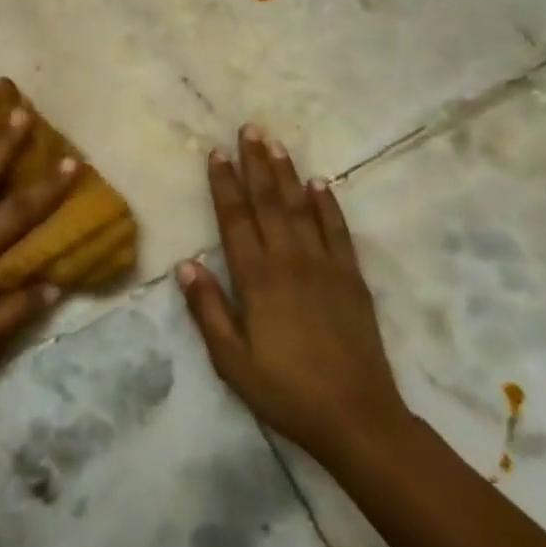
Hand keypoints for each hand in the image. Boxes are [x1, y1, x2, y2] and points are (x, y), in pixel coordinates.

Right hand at [178, 125, 412, 470]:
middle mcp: (290, 261)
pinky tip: (320, 184)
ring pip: (301, 208)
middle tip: (249, 129)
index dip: (225, 184)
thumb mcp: (232, 361)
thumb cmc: (285, 392)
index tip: (217, 153)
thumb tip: (188, 263)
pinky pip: (337, 231)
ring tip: (276, 143)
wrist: (357, 417)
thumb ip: (208, 310)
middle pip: (269, 202)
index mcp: (257, 280)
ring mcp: (325, 266)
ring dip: (287, 173)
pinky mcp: (352, 278)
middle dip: (256, 163)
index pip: (235, 219)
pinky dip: (328, 205)